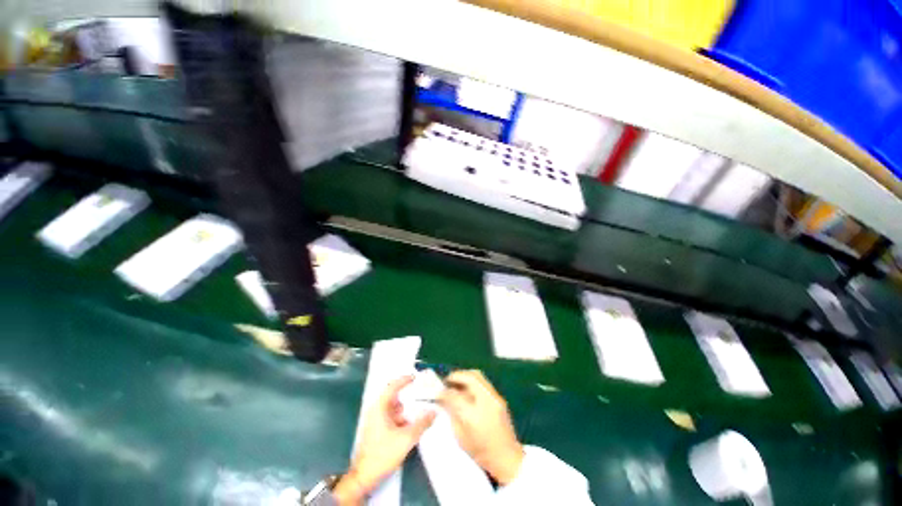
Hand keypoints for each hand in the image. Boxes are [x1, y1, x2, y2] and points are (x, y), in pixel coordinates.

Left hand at [334, 375, 435, 504]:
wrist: (364, 477)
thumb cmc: (383, 454)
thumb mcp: (406, 438)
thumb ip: (421, 424)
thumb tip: (433, 412)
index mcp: (380, 407)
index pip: (393, 386)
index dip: (404, 380)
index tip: (416, 377)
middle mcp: (376, 411)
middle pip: (394, 397)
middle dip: (408, 397)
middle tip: (422, 396)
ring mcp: (375, 421)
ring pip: (394, 409)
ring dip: (406, 410)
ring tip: (419, 412)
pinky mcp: (376, 431)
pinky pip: (391, 418)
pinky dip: (401, 419)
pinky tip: (411, 426)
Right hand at [438, 370, 523, 485]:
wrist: (507, 457)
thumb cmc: (481, 452)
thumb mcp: (460, 437)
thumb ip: (451, 415)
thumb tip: (443, 400)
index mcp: (474, 415)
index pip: (455, 395)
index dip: (444, 392)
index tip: (437, 393)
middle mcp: (486, 401)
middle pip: (470, 377)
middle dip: (456, 376)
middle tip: (446, 381)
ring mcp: (494, 397)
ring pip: (478, 375)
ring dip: (464, 376)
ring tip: (455, 382)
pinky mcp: (499, 397)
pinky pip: (483, 381)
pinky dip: (472, 381)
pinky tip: (466, 389)